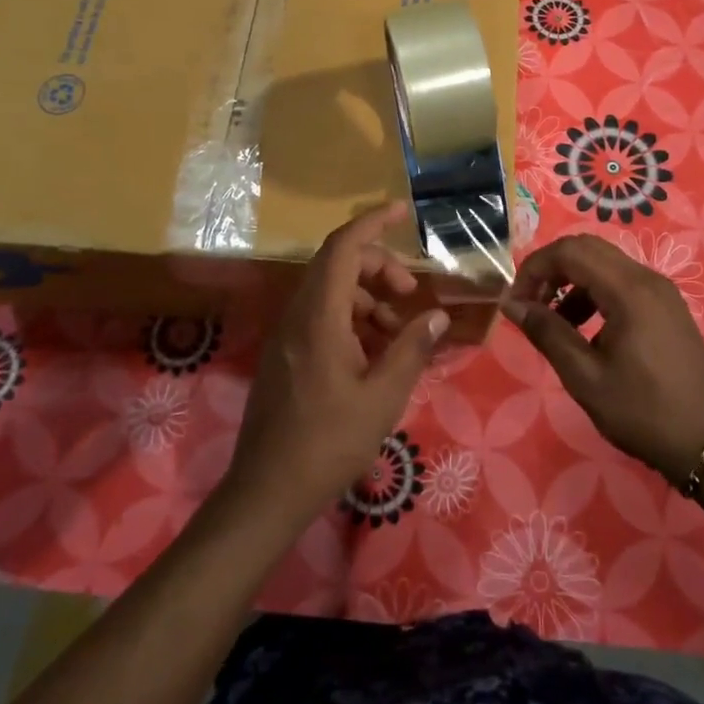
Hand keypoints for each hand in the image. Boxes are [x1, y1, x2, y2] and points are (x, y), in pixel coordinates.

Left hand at [225, 202, 447, 524]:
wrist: (267, 491)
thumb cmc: (328, 443)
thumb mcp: (383, 397)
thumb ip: (411, 349)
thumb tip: (437, 315)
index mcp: (319, 316)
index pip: (343, 247)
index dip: (372, 222)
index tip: (402, 211)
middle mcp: (298, 315)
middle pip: (337, 264)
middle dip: (378, 266)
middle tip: (410, 293)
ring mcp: (287, 335)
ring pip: (330, 291)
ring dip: (367, 297)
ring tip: (398, 331)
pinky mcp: (285, 355)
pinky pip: (320, 316)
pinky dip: (351, 319)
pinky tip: (374, 353)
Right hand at [502, 234, 703, 485]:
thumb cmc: (643, 412)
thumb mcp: (585, 377)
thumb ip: (547, 333)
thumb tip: (512, 304)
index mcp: (628, 290)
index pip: (569, 251)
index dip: (534, 269)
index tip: (516, 303)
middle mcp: (646, 278)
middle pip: (586, 249)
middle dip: (551, 270)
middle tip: (530, 306)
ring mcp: (661, 291)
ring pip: (604, 264)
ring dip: (571, 283)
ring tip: (554, 323)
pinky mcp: (667, 307)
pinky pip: (622, 282)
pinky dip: (594, 294)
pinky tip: (585, 332)